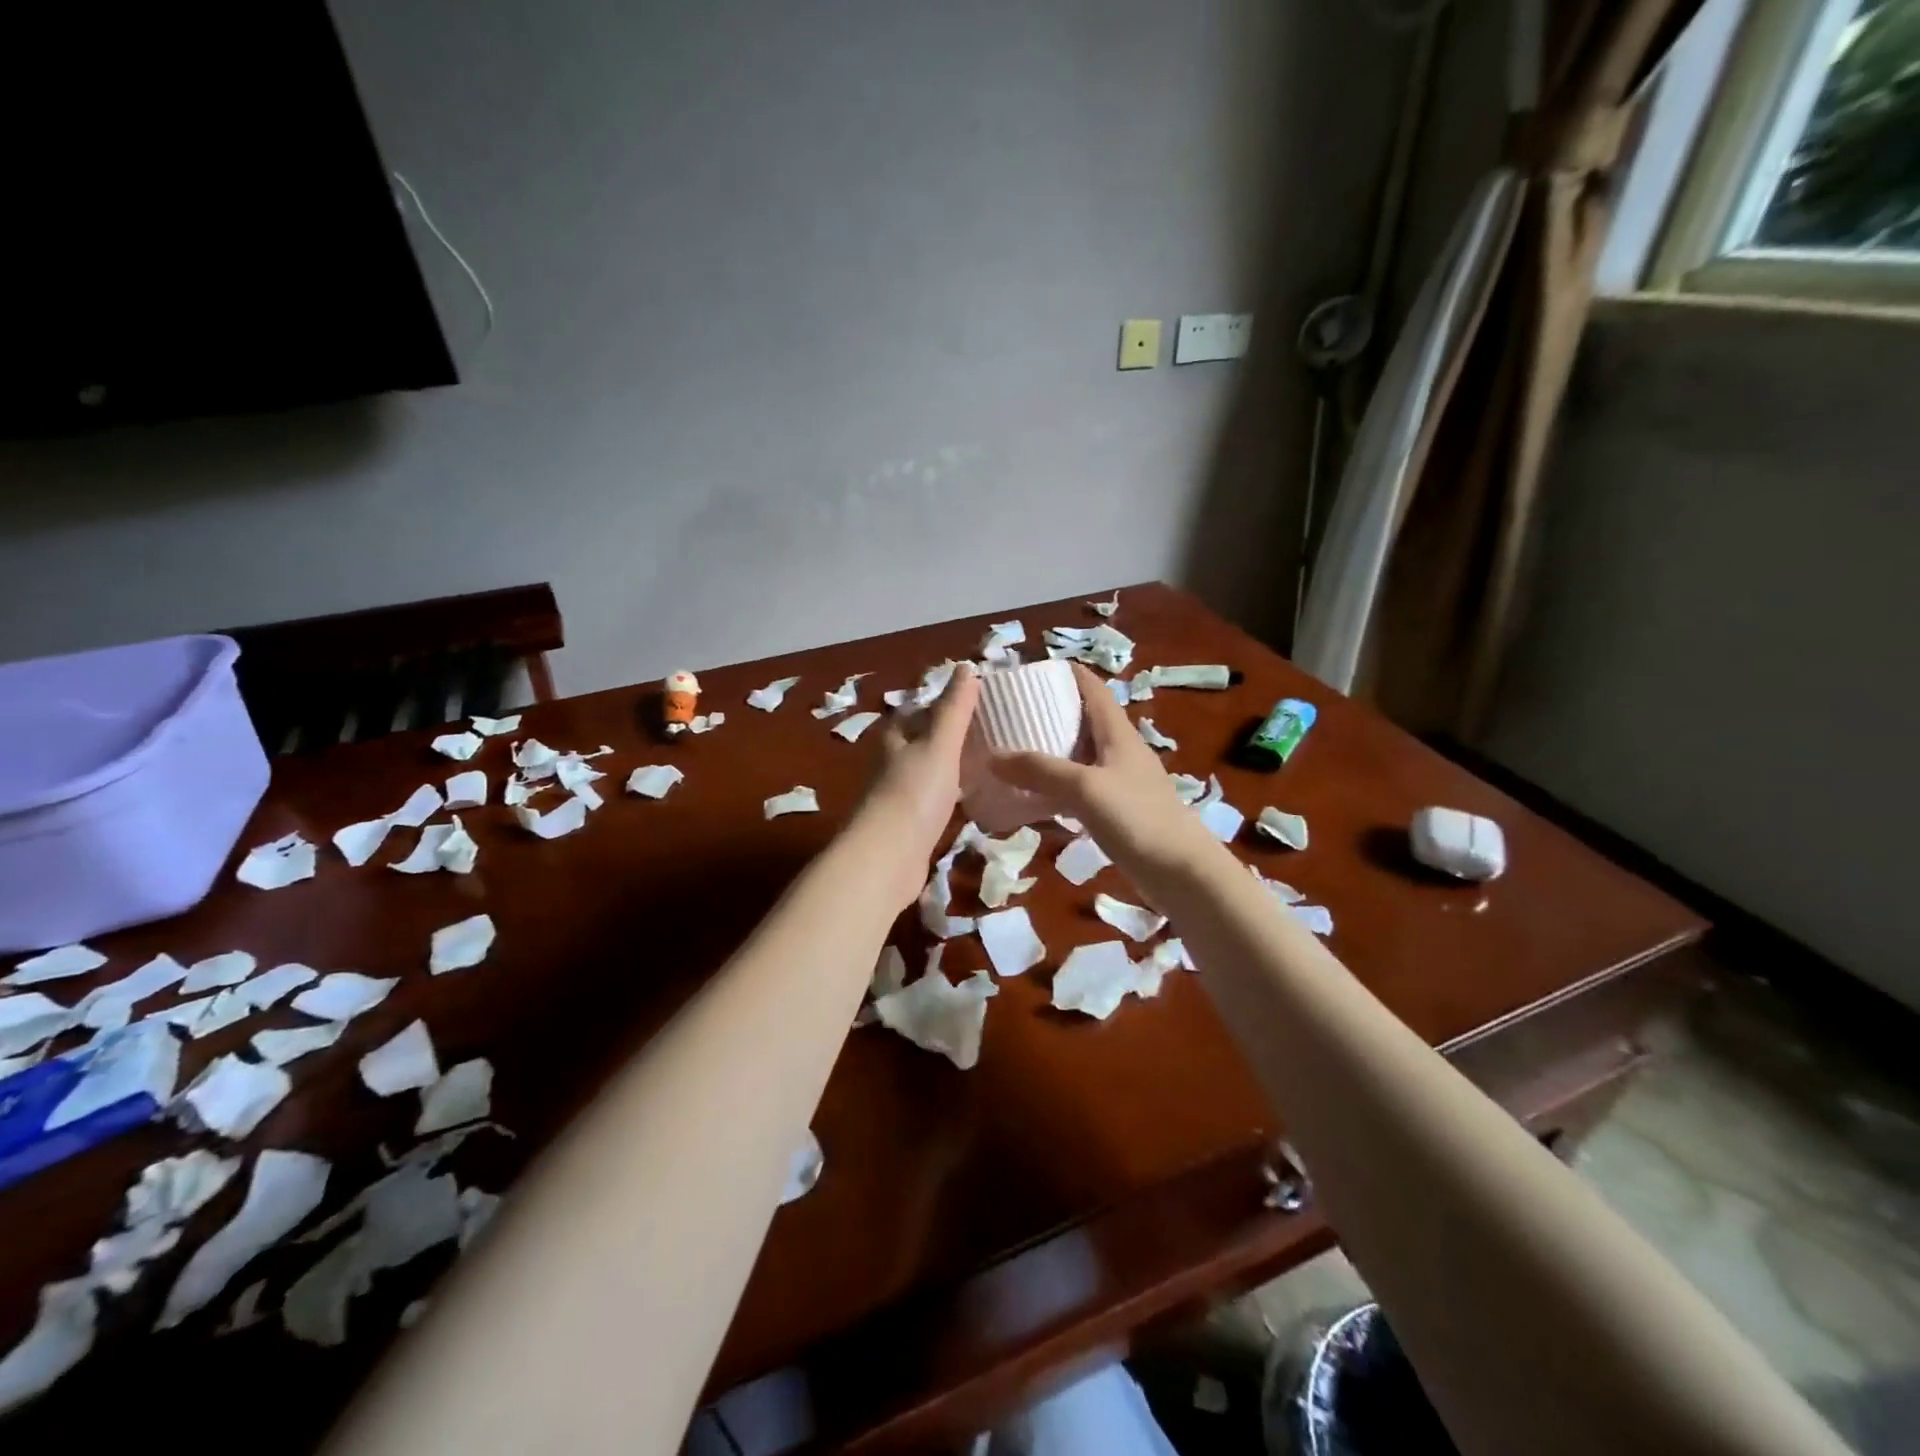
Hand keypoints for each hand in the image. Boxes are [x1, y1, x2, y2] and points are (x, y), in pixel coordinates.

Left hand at [855, 663, 979, 906]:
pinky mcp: (910, 825)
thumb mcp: (939, 744)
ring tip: (994, 762)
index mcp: (894, 737)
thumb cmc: (913, 793)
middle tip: (997, 733)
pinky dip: (955, 795)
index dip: (948, 704)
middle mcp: (892, 762)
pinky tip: (977, 798)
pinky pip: (936, 801)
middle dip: (955, 737)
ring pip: (931, 772)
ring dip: (956, 767)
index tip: (983, 703)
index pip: (921, 710)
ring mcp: (900, 796)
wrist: (887, 859)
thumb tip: (966, 666)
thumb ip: (954, 708)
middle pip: (925, 741)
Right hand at [992, 664, 1208, 877]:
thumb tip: (992, 758)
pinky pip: (1080, 790)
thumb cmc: (1138, 818)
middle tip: (1011, 714)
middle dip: (1050, 713)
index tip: (1031, 671)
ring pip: (1080, 757)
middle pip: (1083, 720)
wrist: (1181, 873)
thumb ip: (1040, 771)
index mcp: (1118, 734)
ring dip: (1051, 752)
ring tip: (1013, 752)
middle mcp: (1120, 752)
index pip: (1093, 689)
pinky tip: (1033, 799)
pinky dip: (1056, 787)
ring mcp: (1120, 783)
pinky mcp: (1117, 812)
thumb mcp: (1084, 788)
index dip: (1066, 674)